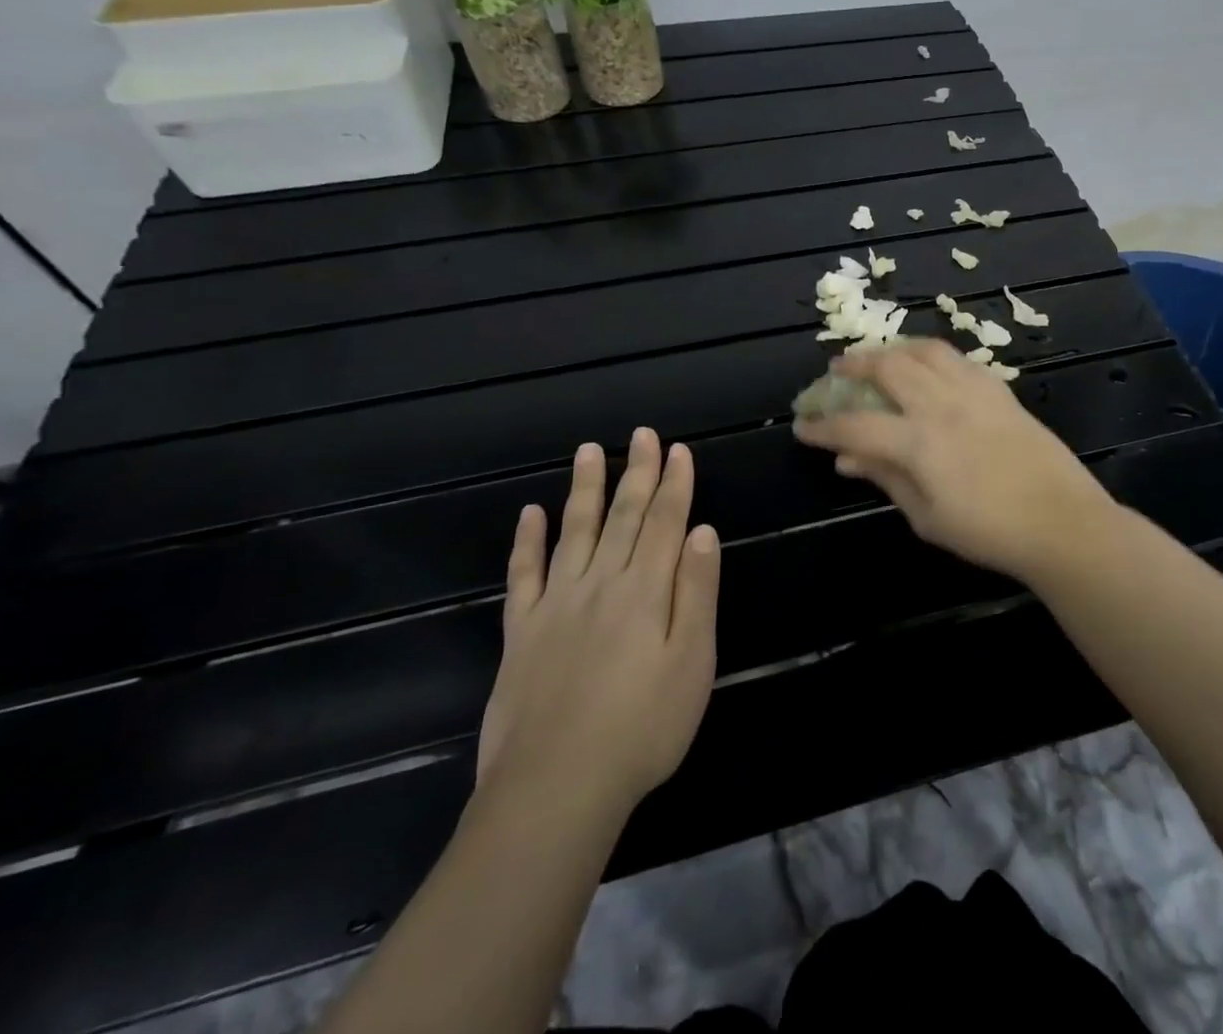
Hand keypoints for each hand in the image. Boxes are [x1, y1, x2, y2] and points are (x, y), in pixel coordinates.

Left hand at [475, 428, 720, 816]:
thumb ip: (697, 592)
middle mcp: (600, 583)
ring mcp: (556, 605)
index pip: (666, 522)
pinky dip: (527, 541)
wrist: (555, 789)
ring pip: (574, 532)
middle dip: (637, 472)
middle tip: (641, 434)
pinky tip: (530, 513)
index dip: (674, 484)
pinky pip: (523, 575)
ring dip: (585, 489)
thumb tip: (701, 532)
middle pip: (624, 516)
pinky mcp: (521, 632)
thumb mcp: (692, 663)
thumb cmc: (642, 729)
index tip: (679, 450)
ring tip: (589, 451)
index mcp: (645, 591)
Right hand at [792, 339, 1113, 580]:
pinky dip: (931, 356)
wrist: (1061, 522)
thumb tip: (846, 459)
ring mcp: (974, 391)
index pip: (856, 425)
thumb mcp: (927, 517)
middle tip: (836, 372)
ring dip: (893, 349)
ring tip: (878, 357)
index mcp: (919, 442)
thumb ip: (885, 479)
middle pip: (888, 367)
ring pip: (924, 350)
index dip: (823, 425)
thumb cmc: (989, 532)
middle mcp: (942, 405)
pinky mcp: (999, 390)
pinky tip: (926, 367)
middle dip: (854, 366)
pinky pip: (958, 359)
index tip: (802, 425)